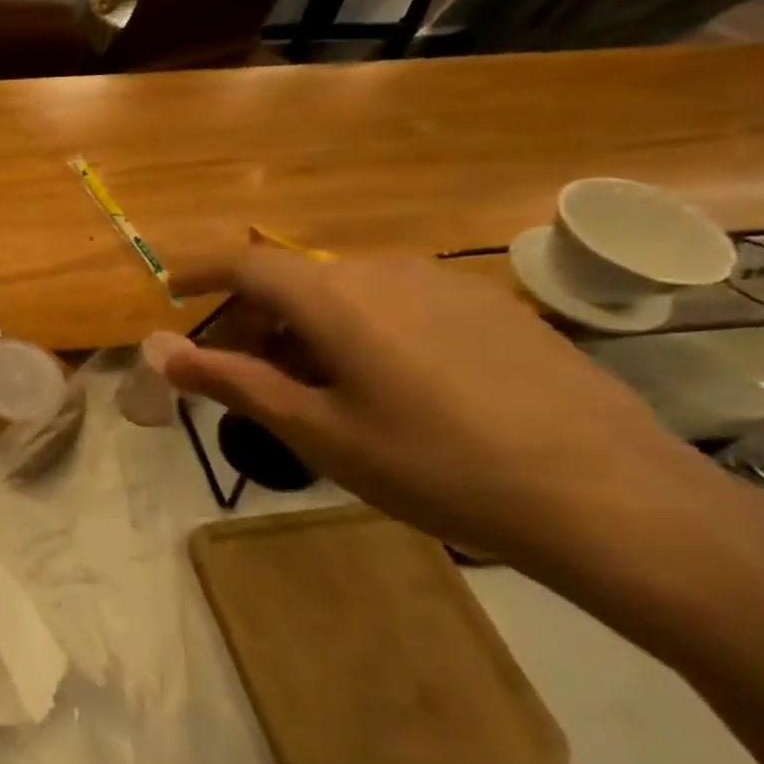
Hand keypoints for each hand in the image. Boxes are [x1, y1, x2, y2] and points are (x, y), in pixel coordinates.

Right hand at [161, 249, 716, 575]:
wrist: (608, 499)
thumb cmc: (431, 465)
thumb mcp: (314, 430)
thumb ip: (229, 380)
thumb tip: (155, 349)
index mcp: (335, 297)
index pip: (247, 264)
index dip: (200, 273)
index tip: (170, 294)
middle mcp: (386, 273)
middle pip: (295, 281)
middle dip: (252, 320)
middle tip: (236, 374)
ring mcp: (448, 287)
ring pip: (346, 295)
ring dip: (304, 330)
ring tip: (307, 390)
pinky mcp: (493, 311)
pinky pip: (398, 306)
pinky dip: (358, 333)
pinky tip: (381, 390)